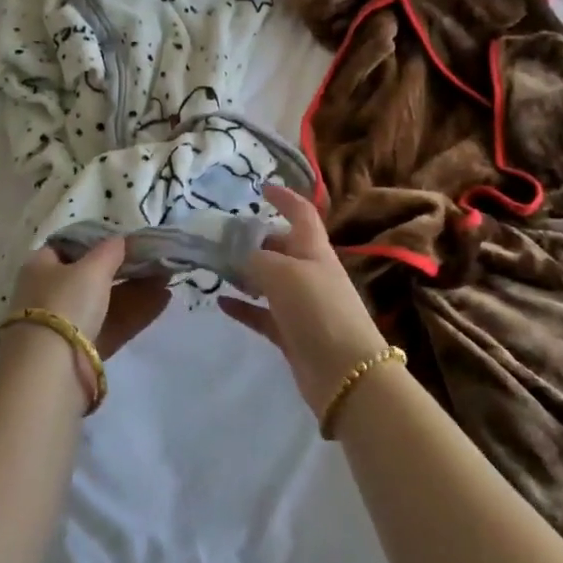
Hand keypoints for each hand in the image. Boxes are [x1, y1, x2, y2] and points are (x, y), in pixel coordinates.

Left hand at [13, 240, 171, 358]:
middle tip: (154, 259)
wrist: (51, 371)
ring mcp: (67, 324)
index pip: (68, 247)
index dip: (96, 242)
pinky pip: (113, 323)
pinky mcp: (84, 350)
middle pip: (90, 275)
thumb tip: (121, 240)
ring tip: (168, 277)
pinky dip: (136, 311)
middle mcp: (50, 293)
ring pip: (106, 301)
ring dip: (136, 288)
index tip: (125, 240)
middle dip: (124, 268)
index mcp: (41, 267)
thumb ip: (110, 250)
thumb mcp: (91, 268)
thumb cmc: (66, 304)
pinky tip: (164, 299)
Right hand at [219, 186, 388, 414]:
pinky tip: (220, 302)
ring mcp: (302, 304)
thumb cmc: (317, 309)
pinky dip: (243, 306)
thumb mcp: (282, 272)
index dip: (284, 198)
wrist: (346, 373)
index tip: (261, 188)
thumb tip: (239, 252)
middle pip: (282, 246)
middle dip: (255, 239)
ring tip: (216, 267)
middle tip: (221, 237)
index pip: (301, 213)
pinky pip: (263, 313)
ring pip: (269, 280)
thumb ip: (256, 257)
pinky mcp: (292, 334)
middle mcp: (309, 272)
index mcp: (313, 249)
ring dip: (245, 272)